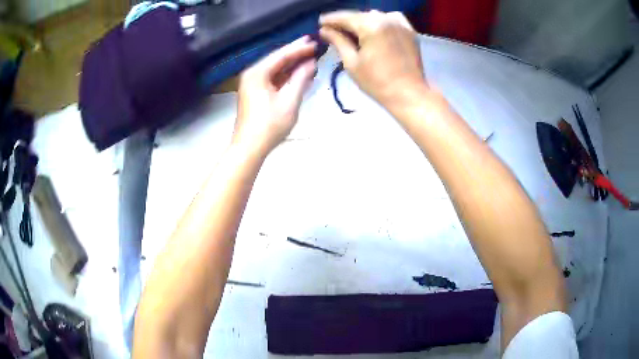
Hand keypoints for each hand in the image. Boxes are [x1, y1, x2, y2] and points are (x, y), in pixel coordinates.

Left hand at [234, 36, 316, 154]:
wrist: (249, 147)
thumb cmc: (270, 125)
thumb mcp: (290, 101)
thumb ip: (301, 79)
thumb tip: (311, 63)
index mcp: (258, 73)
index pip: (281, 55)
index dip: (299, 48)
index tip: (315, 43)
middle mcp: (252, 74)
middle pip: (276, 59)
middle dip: (295, 53)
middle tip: (312, 44)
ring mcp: (251, 84)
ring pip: (274, 69)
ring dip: (291, 64)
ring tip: (309, 57)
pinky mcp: (254, 93)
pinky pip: (272, 78)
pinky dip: (285, 75)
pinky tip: (297, 73)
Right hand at [319, 11, 426, 108]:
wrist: (409, 94)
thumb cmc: (377, 82)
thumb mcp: (352, 62)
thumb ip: (338, 41)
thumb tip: (324, 30)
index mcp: (370, 26)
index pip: (345, 17)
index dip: (330, 19)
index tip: (320, 22)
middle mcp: (386, 19)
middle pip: (360, 15)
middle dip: (346, 21)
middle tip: (334, 29)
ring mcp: (400, 23)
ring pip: (375, 16)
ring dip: (363, 21)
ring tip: (354, 31)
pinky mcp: (409, 30)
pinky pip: (391, 18)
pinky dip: (381, 20)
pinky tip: (376, 29)